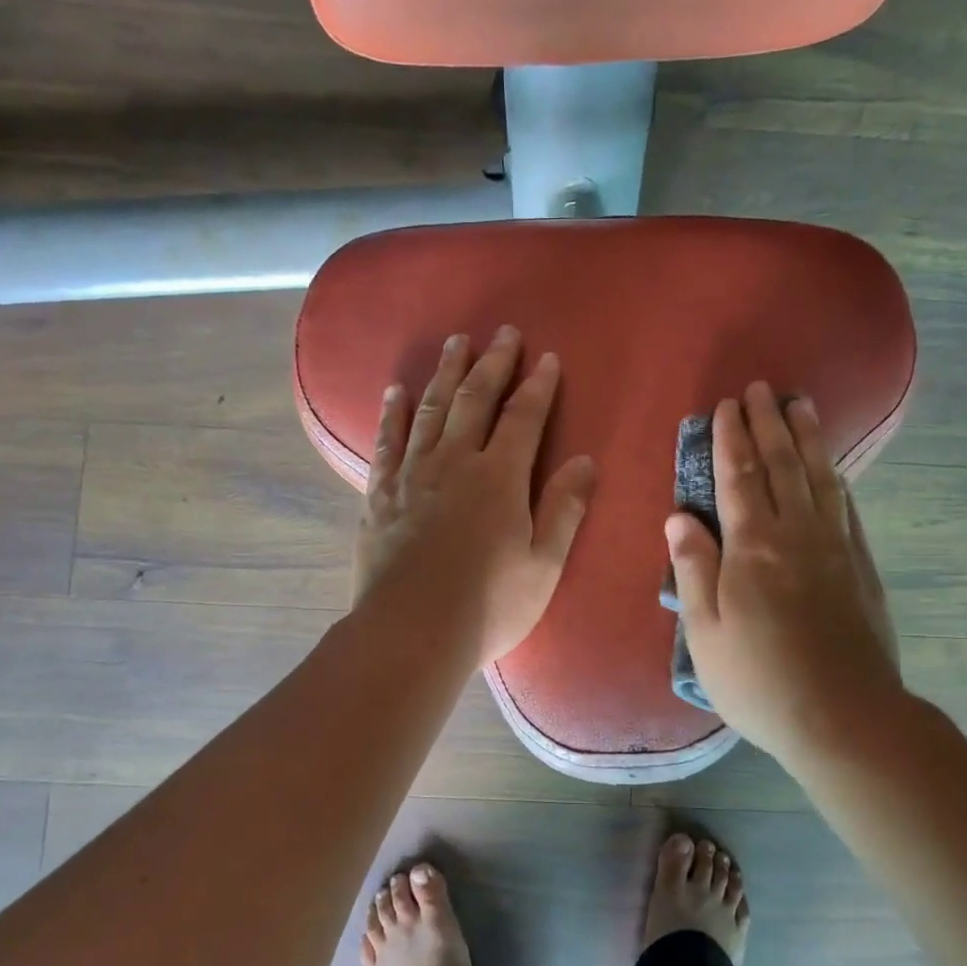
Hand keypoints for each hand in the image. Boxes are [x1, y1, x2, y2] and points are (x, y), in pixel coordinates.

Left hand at [354, 326, 596, 666]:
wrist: (411, 632)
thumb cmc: (489, 604)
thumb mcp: (543, 563)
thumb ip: (564, 509)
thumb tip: (585, 461)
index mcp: (500, 477)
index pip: (524, 418)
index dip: (538, 386)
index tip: (547, 358)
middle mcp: (455, 462)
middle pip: (475, 400)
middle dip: (492, 363)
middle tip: (502, 334)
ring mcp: (413, 475)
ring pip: (432, 410)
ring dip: (446, 374)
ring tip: (455, 344)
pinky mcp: (381, 494)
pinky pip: (388, 441)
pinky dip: (394, 413)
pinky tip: (397, 392)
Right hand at [665, 381, 899, 760]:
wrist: (844, 716)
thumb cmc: (758, 679)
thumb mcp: (705, 631)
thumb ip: (693, 568)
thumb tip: (679, 516)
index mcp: (753, 548)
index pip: (739, 478)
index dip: (731, 439)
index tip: (726, 406)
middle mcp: (798, 535)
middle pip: (782, 466)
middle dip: (768, 424)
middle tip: (761, 389)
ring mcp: (836, 549)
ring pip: (820, 478)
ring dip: (807, 439)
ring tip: (801, 405)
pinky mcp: (861, 568)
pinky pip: (846, 509)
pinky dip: (835, 480)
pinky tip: (831, 470)